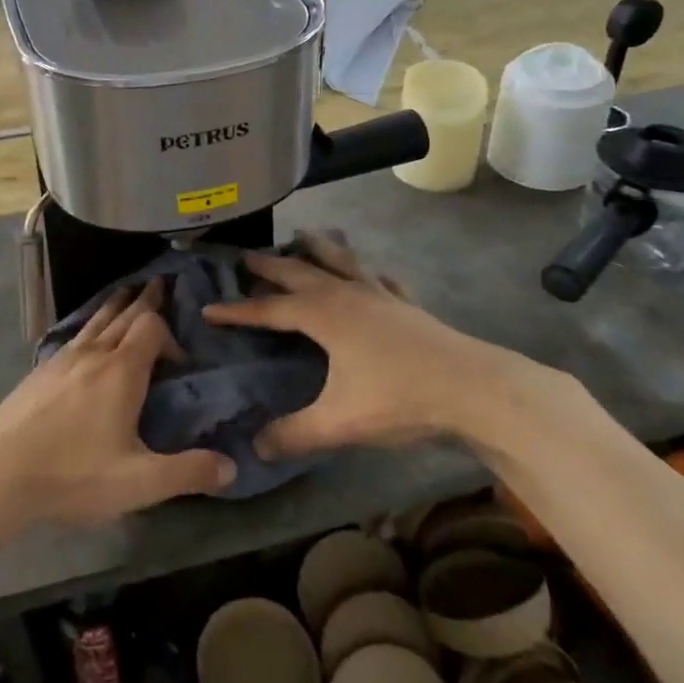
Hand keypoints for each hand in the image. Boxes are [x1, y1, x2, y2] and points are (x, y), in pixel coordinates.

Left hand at [0, 282, 235, 541]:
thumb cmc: (72, 474)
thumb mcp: (138, 483)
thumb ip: (187, 473)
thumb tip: (231, 466)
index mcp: (121, 371)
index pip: (152, 327)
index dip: (170, 334)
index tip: (181, 360)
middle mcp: (93, 354)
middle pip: (124, 314)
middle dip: (146, 300)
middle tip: (160, 283)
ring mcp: (62, 359)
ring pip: (96, 320)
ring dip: (116, 304)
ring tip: (127, 292)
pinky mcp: (40, 371)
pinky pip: (75, 334)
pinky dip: (91, 323)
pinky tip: (86, 335)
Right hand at [202, 232, 548, 459]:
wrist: (474, 389)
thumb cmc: (401, 399)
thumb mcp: (341, 422)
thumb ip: (295, 434)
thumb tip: (256, 446)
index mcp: (325, 316)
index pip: (270, 310)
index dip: (237, 311)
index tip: (209, 308)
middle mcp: (347, 295)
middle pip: (300, 273)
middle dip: (270, 266)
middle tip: (245, 257)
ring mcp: (381, 296)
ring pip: (341, 262)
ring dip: (318, 249)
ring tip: (303, 236)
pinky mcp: (407, 306)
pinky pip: (381, 280)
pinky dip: (368, 273)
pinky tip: (373, 276)